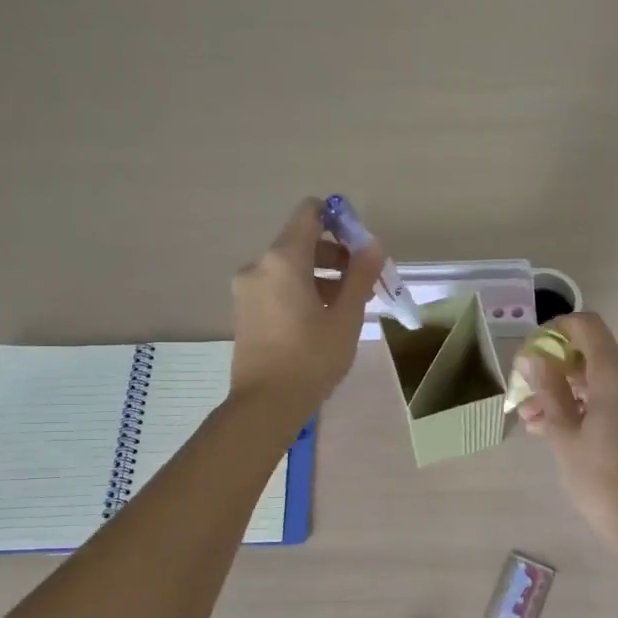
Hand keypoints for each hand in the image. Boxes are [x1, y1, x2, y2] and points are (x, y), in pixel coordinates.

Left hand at [231, 198, 384, 419]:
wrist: (266, 404)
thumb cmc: (312, 358)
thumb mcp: (346, 317)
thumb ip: (360, 275)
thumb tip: (373, 244)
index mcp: (284, 259)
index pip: (309, 213)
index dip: (337, 219)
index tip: (359, 245)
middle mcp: (259, 265)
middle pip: (301, 241)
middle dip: (334, 255)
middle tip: (361, 283)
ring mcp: (247, 289)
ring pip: (289, 267)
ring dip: (319, 275)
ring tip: (345, 306)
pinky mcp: (244, 310)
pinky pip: (276, 286)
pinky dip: (300, 290)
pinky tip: (320, 319)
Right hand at [516, 313, 617, 546]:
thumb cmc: (598, 477)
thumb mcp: (563, 432)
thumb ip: (547, 388)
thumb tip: (531, 358)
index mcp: (617, 375)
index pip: (588, 327)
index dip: (557, 330)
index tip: (532, 349)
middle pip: (590, 355)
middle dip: (554, 370)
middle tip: (523, 393)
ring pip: (597, 380)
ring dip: (563, 392)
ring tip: (530, 419)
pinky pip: (609, 398)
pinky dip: (582, 406)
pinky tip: (550, 427)